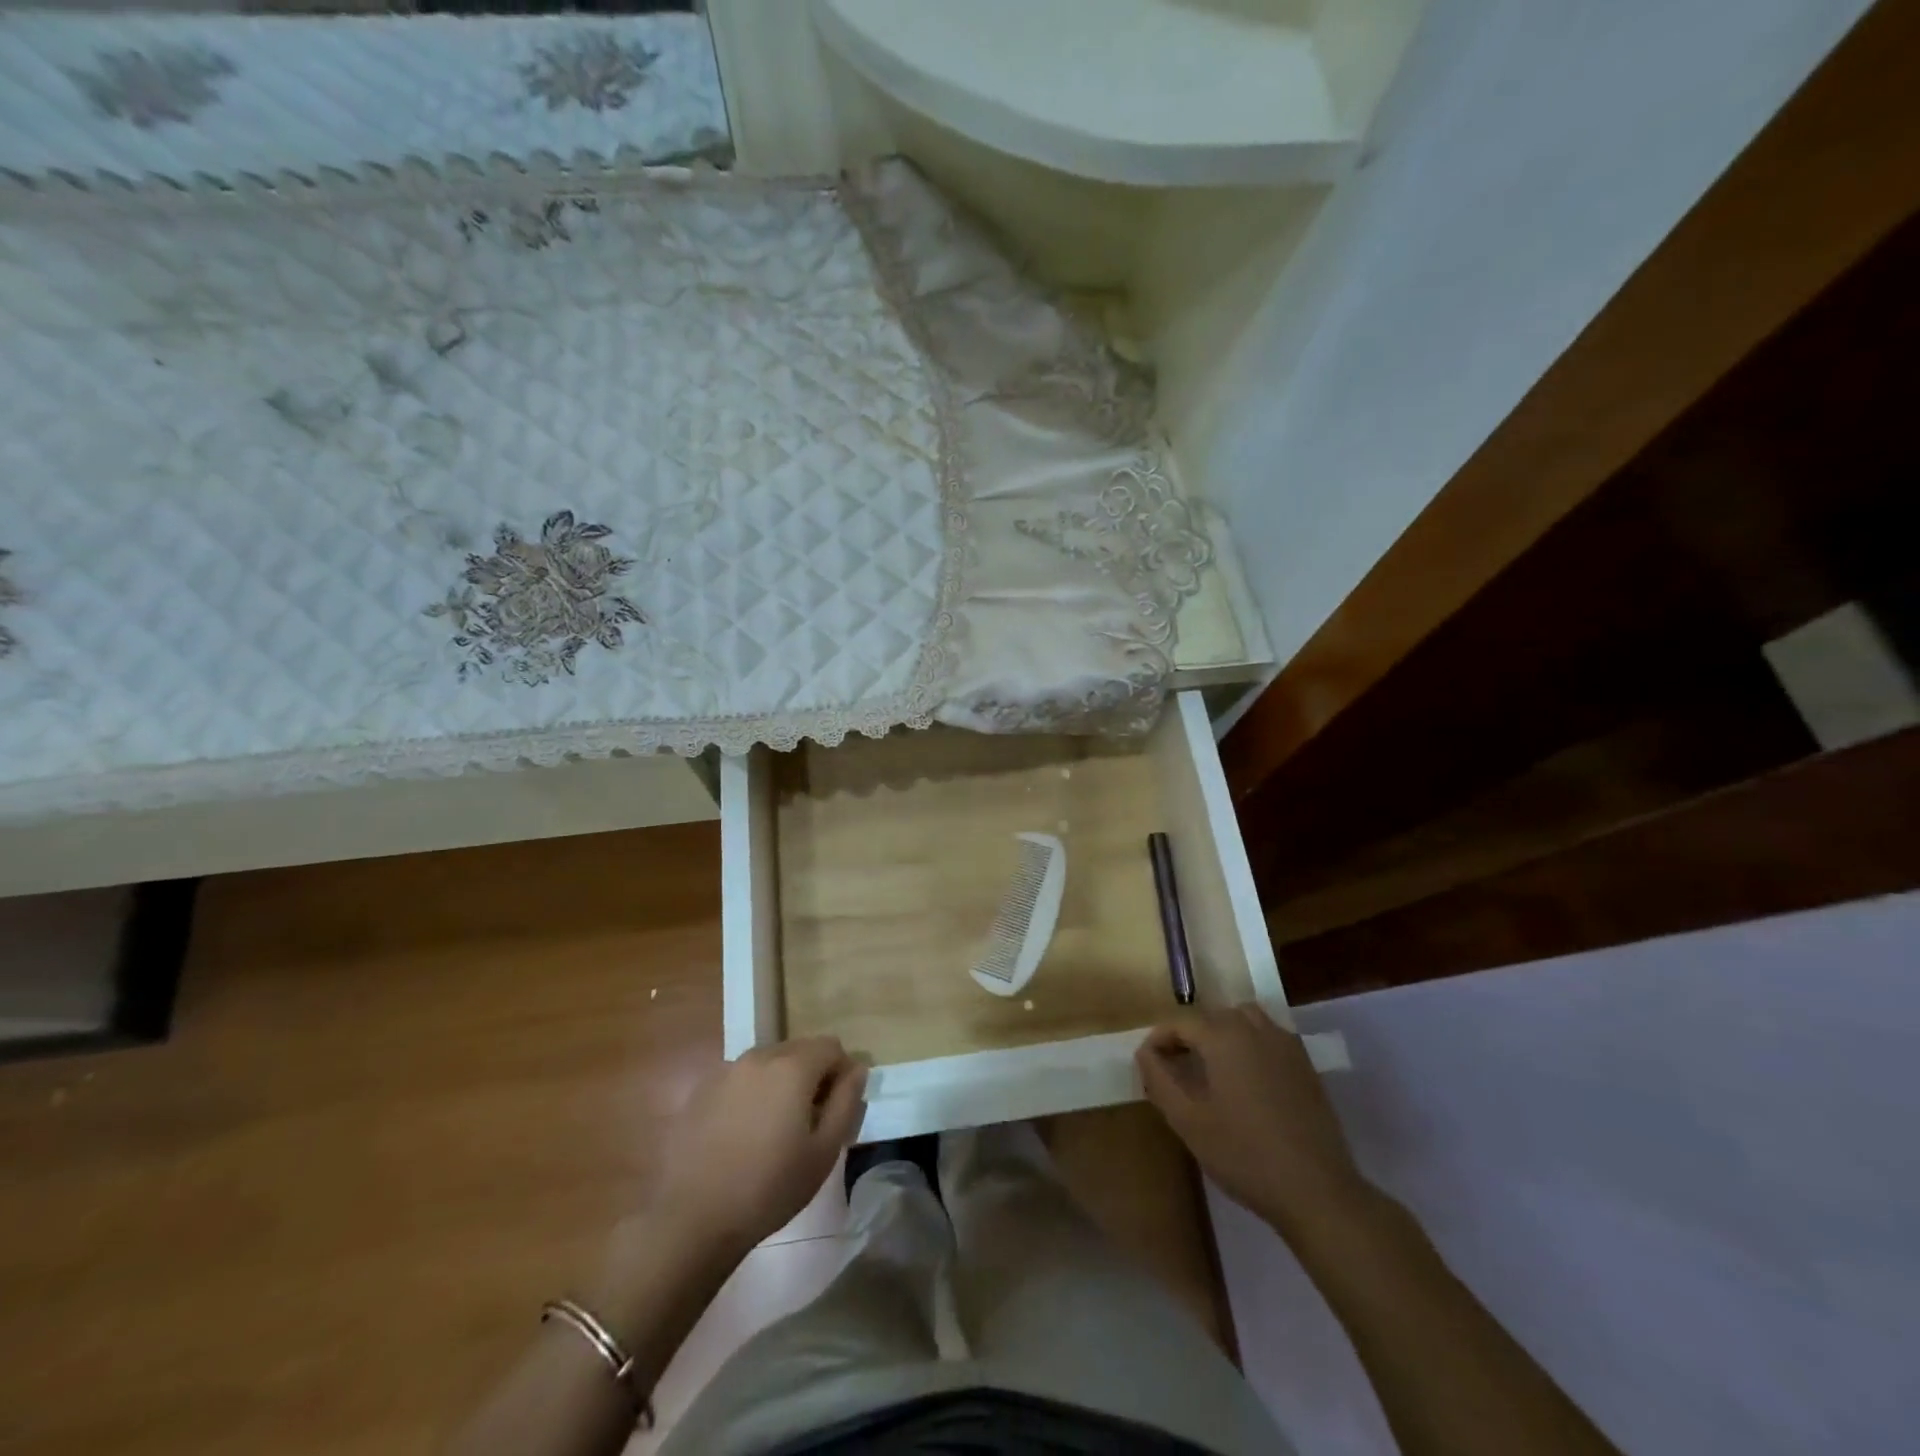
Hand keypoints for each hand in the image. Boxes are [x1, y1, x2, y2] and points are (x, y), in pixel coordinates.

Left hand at [650, 1037, 868, 1255]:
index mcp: (792, 1066)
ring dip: (781, 1082)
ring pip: (768, 1062)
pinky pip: (741, 1079)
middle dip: (812, 1075)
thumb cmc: (770, 1187)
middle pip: (799, 1050)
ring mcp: (726, 1071)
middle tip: (811, 1119)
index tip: (839, 1107)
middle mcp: (759, 1056)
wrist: (694, 1219)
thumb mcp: (824, 1151)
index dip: (842, 1071)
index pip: (831, 1046)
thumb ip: (846, 1101)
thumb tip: (856, 1069)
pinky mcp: (702, 1090)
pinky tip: (745, 1133)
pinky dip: (752, 1094)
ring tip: (777, 1127)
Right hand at [1137, 1005, 1368, 1237]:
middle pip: (1212, 1017)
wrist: (1317, 1191)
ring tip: (1213, 1068)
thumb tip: (1145, 1052)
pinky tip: (1248, 1081)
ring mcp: (1285, 1045)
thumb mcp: (1188, 1121)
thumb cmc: (1244, 1155)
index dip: (1159, 1040)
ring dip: (1223, 1034)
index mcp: (1223, 1036)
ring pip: (1244, 1020)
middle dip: (1189, 1036)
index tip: (1148, 1065)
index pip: (1180, 1023)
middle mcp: (1255, 1029)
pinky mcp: (1306, 1066)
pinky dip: (1251, 1045)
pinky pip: (1270, 1037)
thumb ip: (1160, 1080)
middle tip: (1176, 1069)